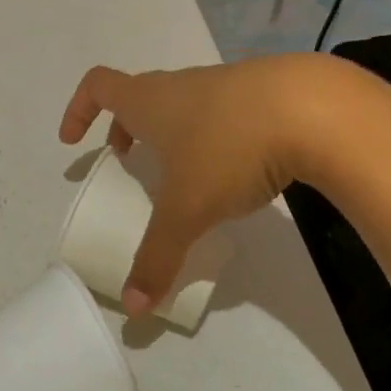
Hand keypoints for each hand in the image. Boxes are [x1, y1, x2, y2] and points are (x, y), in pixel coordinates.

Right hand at [57, 54, 365, 314]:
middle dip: (127, 128)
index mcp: (151, 101)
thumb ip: (157, 256)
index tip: (75, 141)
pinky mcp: (265, 94)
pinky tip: (240, 169)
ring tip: (185, 175)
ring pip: (186, 104)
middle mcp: (183, 85)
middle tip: (128, 162)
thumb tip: (133, 306)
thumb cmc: (229, 148)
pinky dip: (215, 135)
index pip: (99, 86)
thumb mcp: (187, 209)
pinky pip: (225, 112)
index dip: (79, 109)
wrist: (315, 109)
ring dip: (174, 133)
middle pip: (142, 96)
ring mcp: (226, 84)